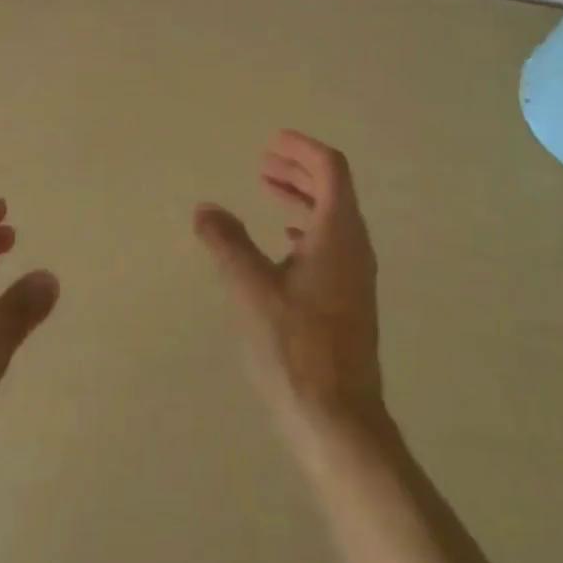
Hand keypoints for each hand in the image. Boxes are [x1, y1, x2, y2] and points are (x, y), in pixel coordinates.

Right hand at [195, 132, 384, 438]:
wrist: (339, 419)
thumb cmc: (296, 348)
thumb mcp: (253, 291)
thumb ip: (228, 244)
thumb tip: (206, 208)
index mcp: (338, 233)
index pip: (331, 169)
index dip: (303, 149)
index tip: (272, 142)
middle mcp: (355, 246)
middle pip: (333, 189)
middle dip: (300, 169)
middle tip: (265, 161)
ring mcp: (356, 275)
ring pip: (332, 217)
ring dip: (302, 197)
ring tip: (268, 189)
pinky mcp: (350, 299)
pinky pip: (331, 243)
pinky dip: (306, 227)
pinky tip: (283, 242)